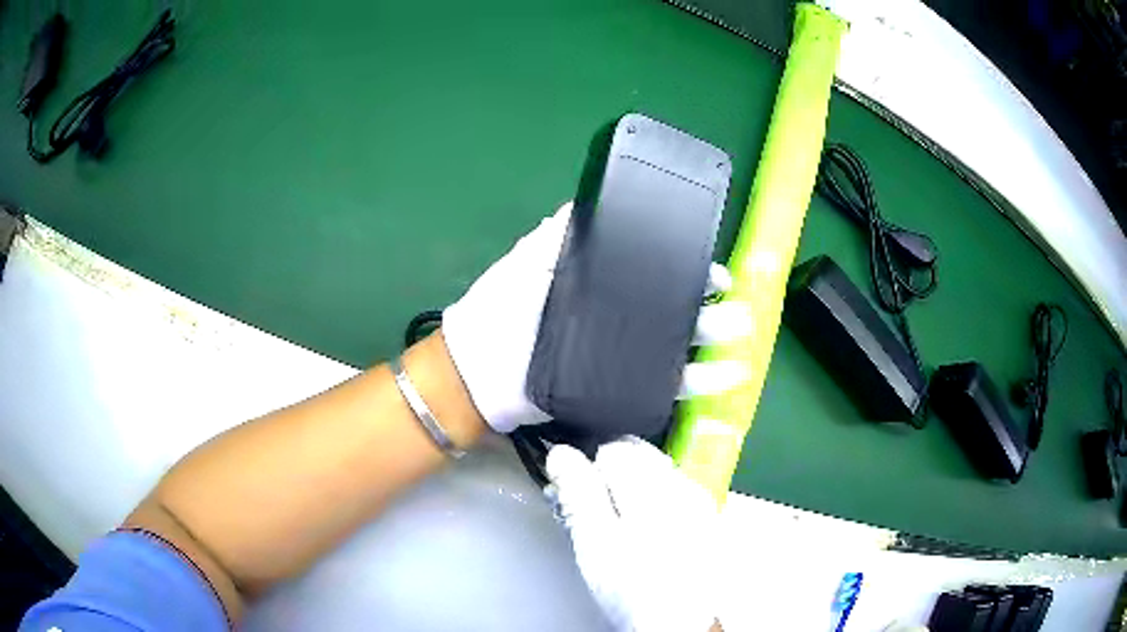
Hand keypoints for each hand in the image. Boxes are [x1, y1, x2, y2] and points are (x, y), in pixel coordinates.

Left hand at [443, 203, 751, 432]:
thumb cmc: (500, 310)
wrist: (477, 372)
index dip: (686, 273)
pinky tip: (724, 375)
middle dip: (708, 309)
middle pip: (671, 313)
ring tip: (741, 335)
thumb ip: (554, 237)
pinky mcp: (616, 391)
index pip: (654, 277)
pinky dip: (695, 383)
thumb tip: (584, 204)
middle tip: (736, 306)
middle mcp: (615, 321)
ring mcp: (617, 358)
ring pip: (674, 348)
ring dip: (711, 342)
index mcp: (600, 288)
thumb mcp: (525, 263)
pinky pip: (660, 387)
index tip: (713, 273)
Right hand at [546, 437, 722, 631]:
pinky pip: (674, 493)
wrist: (686, 620)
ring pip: (656, 473)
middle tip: (592, 514)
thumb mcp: (595, 541)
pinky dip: (654, 503)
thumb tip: (561, 452)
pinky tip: (647, 535)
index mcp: (652, 481)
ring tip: (618, 527)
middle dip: (610, 475)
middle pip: (638, 455)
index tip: (572, 496)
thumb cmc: (633, 584)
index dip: (586, 467)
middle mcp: (681, 480)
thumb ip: (579, 492)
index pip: (612, 447)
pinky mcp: (708, 518)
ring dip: (632, 489)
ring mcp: (699, 498)